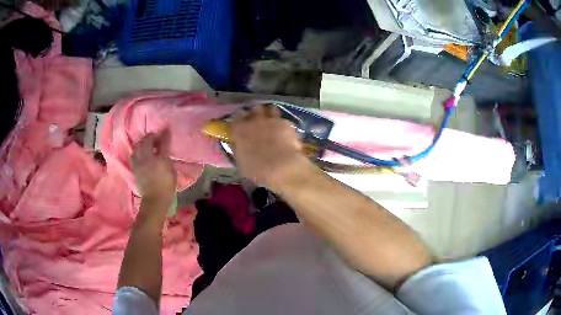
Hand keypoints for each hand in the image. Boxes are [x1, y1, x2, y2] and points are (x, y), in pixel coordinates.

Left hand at [131, 129, 175, 206]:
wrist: (155, 200)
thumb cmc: (167, 186)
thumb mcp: (171, 171)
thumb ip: (166, 157)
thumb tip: (164, 148)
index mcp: (157, 159)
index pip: (160, 142)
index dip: (162, 135)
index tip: (165, 130)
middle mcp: (146, 158)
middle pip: (145, 142)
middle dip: (149, 137)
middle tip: (154, 137)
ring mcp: (139, 163)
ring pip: (137, 147)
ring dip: (141, 143)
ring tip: (146, 144)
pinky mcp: (135, 169)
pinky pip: (134, 155)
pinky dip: (137, 151)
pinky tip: (140, 152)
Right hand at [231, 105, 309, 190]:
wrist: (281, 167)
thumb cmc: (257, 169)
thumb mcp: (241, 162)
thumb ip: (239, 149)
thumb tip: (238, 144)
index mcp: (240, 129)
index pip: (237, 116)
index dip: (240, 119)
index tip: (242, 124)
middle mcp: (255, 120)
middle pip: (255, 109)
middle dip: (256, 114)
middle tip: (258, 122)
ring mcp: (272, 120)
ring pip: (271, 110)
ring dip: (270, 115)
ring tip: (273, 123)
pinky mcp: (287, 123)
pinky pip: (283, 120)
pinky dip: (283, 125)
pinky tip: (285, 133)